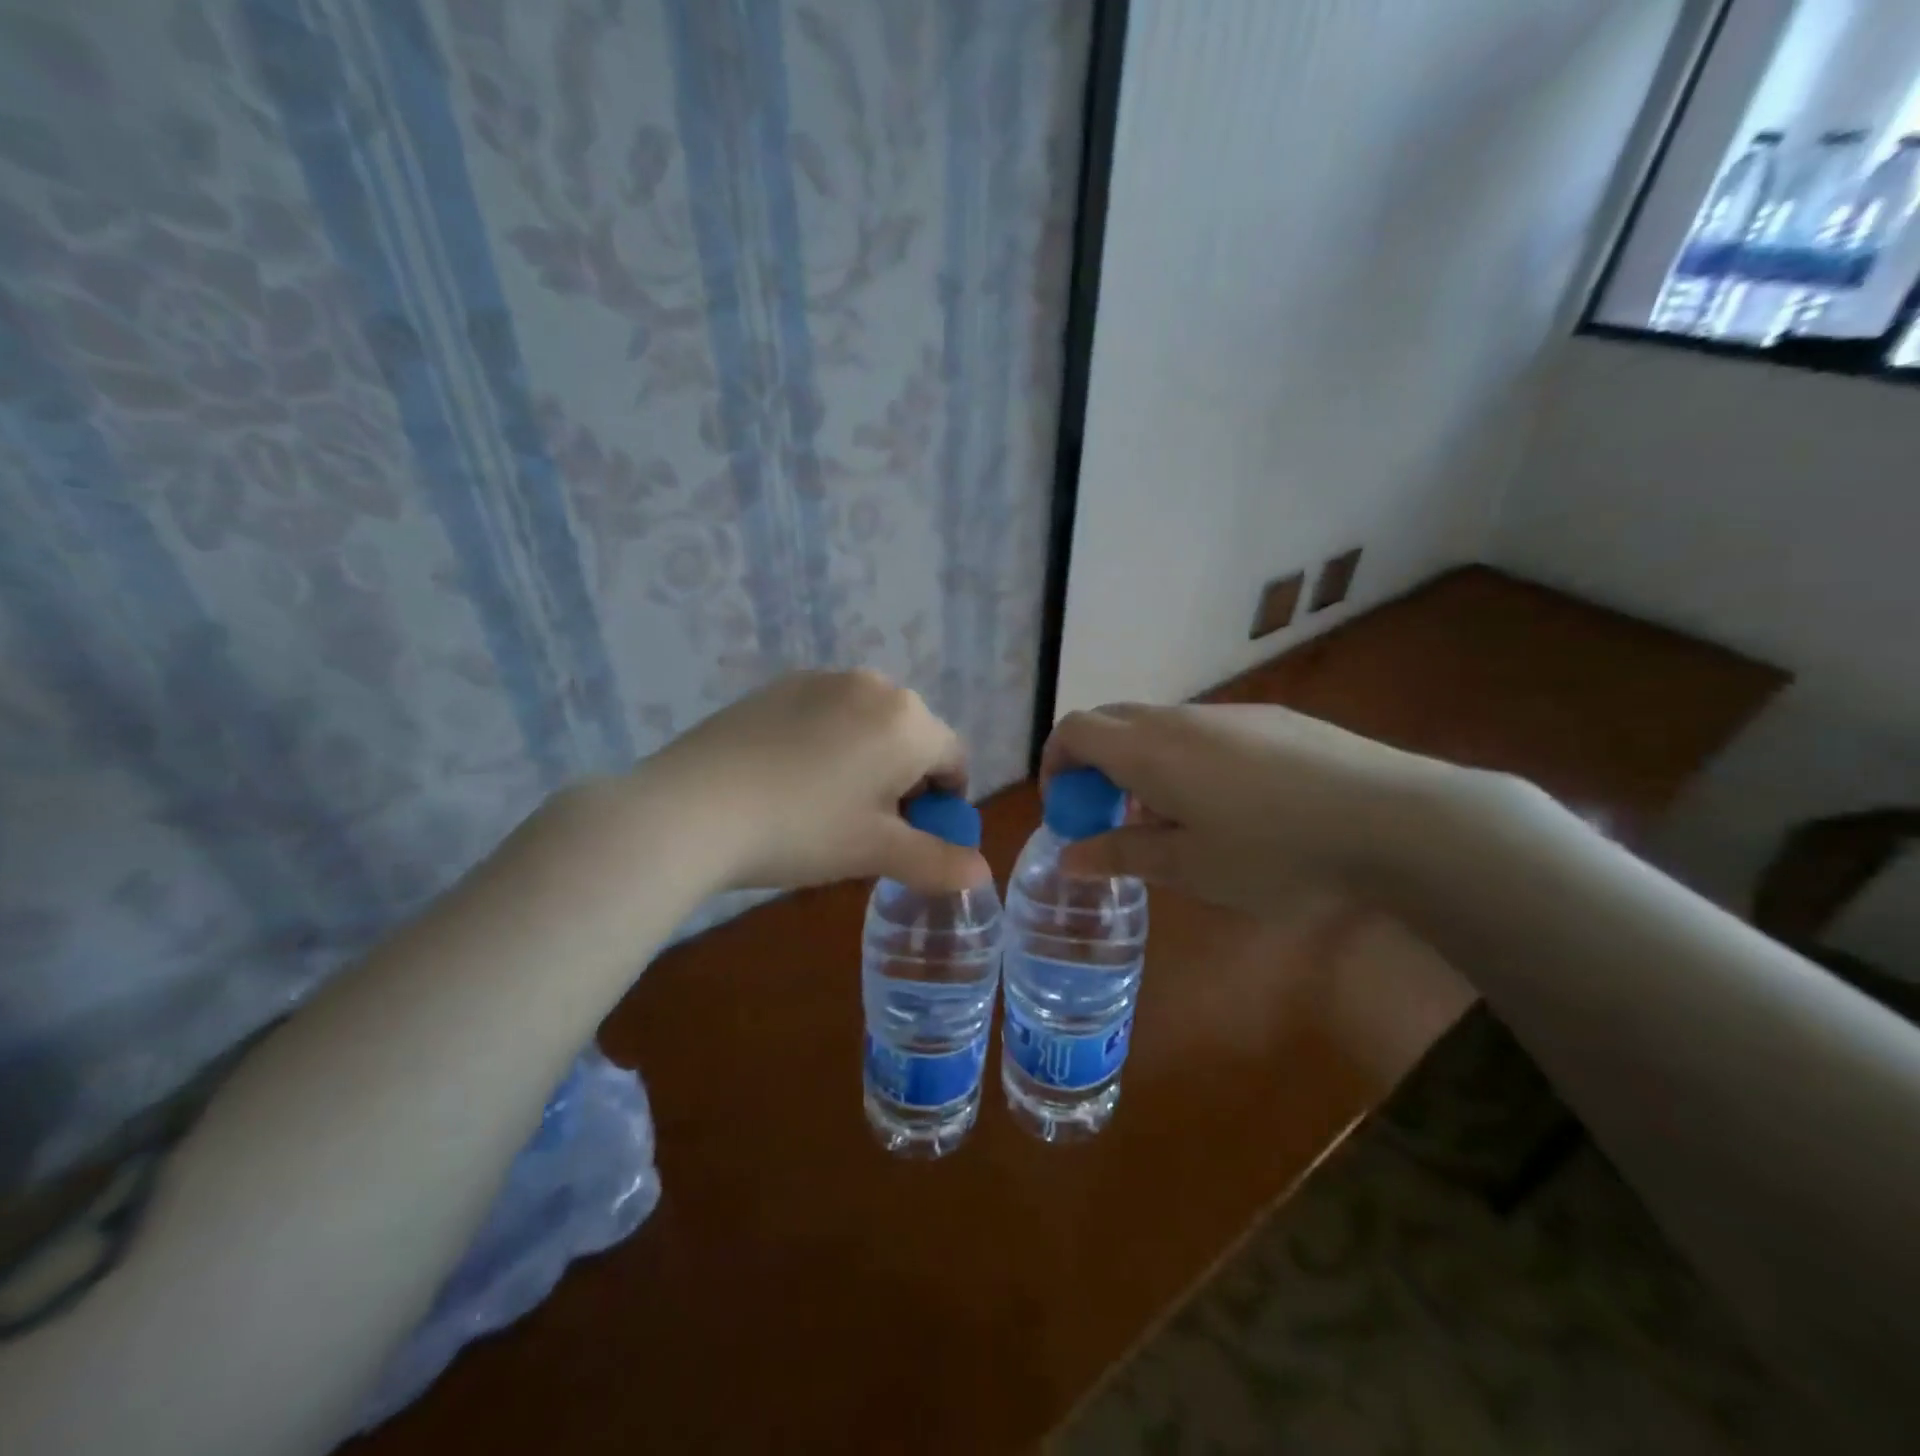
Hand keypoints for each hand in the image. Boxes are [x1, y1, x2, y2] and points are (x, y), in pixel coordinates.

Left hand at [639, 670, 989, 893]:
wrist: (692, 807)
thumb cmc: (802, 830)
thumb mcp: (876, 852)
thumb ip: (937, 861)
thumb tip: (982, 873)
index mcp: (908, 720)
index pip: (954, 759)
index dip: (945, 803)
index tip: (915, 836)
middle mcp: (873, 685)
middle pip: (913, 737)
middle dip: (906, 780)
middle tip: (868, 825)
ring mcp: (821, 679)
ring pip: (869, 724)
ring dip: (868, 760)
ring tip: (826, 804)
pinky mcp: (779, 686)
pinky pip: (827, 714)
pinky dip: (828, 742)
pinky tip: (790, 779)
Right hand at [1041, 702, 1472, 915]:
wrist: (1392, 818)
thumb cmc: (1275, 852)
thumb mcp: (1189, 868)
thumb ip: (1121, 855)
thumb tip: (1068, 856)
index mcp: (1148, 750)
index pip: (1074, 730)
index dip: (1055, 764)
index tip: (1068, 809)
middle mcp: (1179, 718)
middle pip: (1111, 720)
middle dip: (1094, 763)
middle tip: (1111, 817)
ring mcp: (1228, 713)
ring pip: (1159, 725)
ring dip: (1140, 762)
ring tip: (1172, 818)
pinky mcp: (1270, 718)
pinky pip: (1202, 729)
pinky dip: (1183, 757)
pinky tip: (1229, 804)